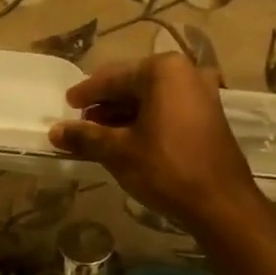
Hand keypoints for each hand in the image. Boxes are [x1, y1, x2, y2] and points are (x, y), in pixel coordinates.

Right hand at [48, 55, 265, 239]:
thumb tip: (54, 131)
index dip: (86, 93)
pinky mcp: (208, 116)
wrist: (220, 203)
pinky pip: (167, 110)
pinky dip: (144, 121)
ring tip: (97, 135)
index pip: (112, 77)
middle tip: (80, 123)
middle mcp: (185, 73)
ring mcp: (201, 93)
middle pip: (132, 84)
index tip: (66, 104)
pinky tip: (125, 140)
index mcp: (162, 71)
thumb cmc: (166, 169)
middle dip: (105, 104)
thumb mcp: (118, 152)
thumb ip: (85, 136)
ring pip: (150, 99)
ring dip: (123, 115)